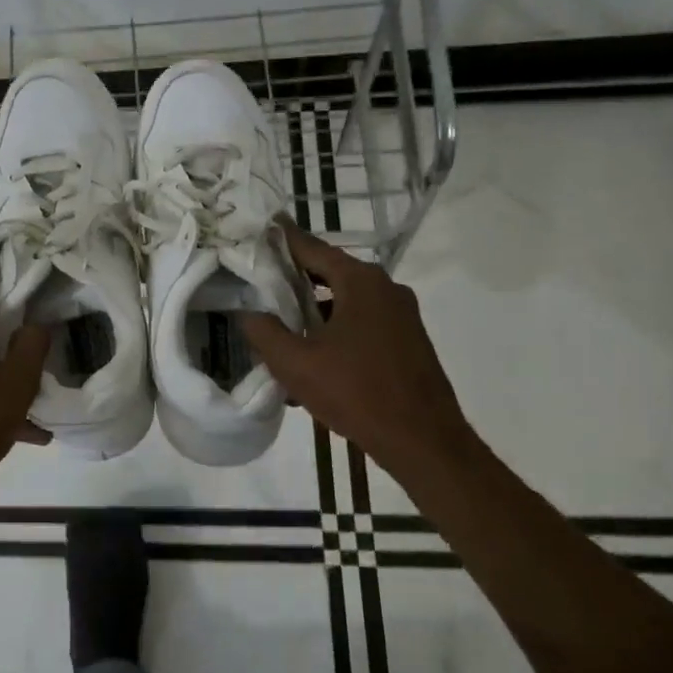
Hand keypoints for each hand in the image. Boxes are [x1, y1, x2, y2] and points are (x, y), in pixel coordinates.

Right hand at [242, 220, 475, 471]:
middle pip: (329, 273)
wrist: (424, 442)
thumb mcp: (296, 363)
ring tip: (280, 332)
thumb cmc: (357, 393)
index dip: (281, 241)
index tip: (257, 230)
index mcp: (361, 282)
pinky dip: (335, 333)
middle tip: (258, 284)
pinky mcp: (408, 341)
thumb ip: (264, 331)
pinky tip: (313, 362)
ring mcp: (402, 315)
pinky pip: (362, 325)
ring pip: (345, 302)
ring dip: (313, 314)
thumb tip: (248, 312)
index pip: (311, 248)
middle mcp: (386, 288)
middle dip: (293, 281)